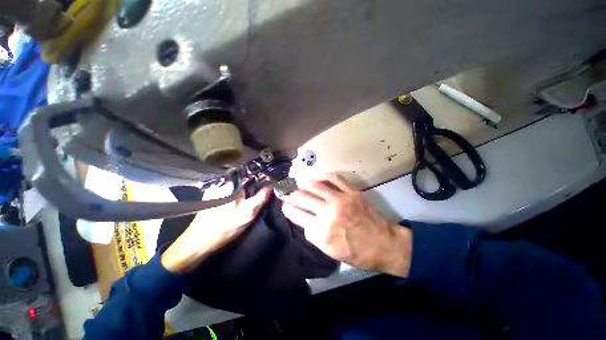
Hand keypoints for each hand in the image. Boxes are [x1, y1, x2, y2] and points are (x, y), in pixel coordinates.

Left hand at [161, 183, 270, 273]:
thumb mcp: (249, 212)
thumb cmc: (226, 225)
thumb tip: (271, 186)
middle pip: (242, 183)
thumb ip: (261, 197)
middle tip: (255, 201)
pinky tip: (232, 208)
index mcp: (233, 184)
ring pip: (234, 189)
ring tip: (244, 205)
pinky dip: (232, 198)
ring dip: (241, 194)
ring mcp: (213, 191)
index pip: (252, 178)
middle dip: (251, 189)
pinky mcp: (208, 199)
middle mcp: (222, 184)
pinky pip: (226, 194)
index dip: (261, 183)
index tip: (266, 190)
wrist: (199, 242)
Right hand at [281, 173, 411, 277]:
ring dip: (304, 182)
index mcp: (321, 231)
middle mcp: (328, 212)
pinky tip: (322, 177)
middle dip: (289, 193)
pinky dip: (326, 176)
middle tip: (284, 189)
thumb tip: (302, 218)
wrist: (383, 244)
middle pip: (302, 197)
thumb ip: (313, 234)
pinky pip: (336, 178)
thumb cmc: (356, 253)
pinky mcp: (352, 192)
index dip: (287, 209)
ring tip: (298, 181)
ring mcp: (340, 200)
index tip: (283, 204)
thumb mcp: (329, 251)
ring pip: (315, 185)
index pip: (296, 215)